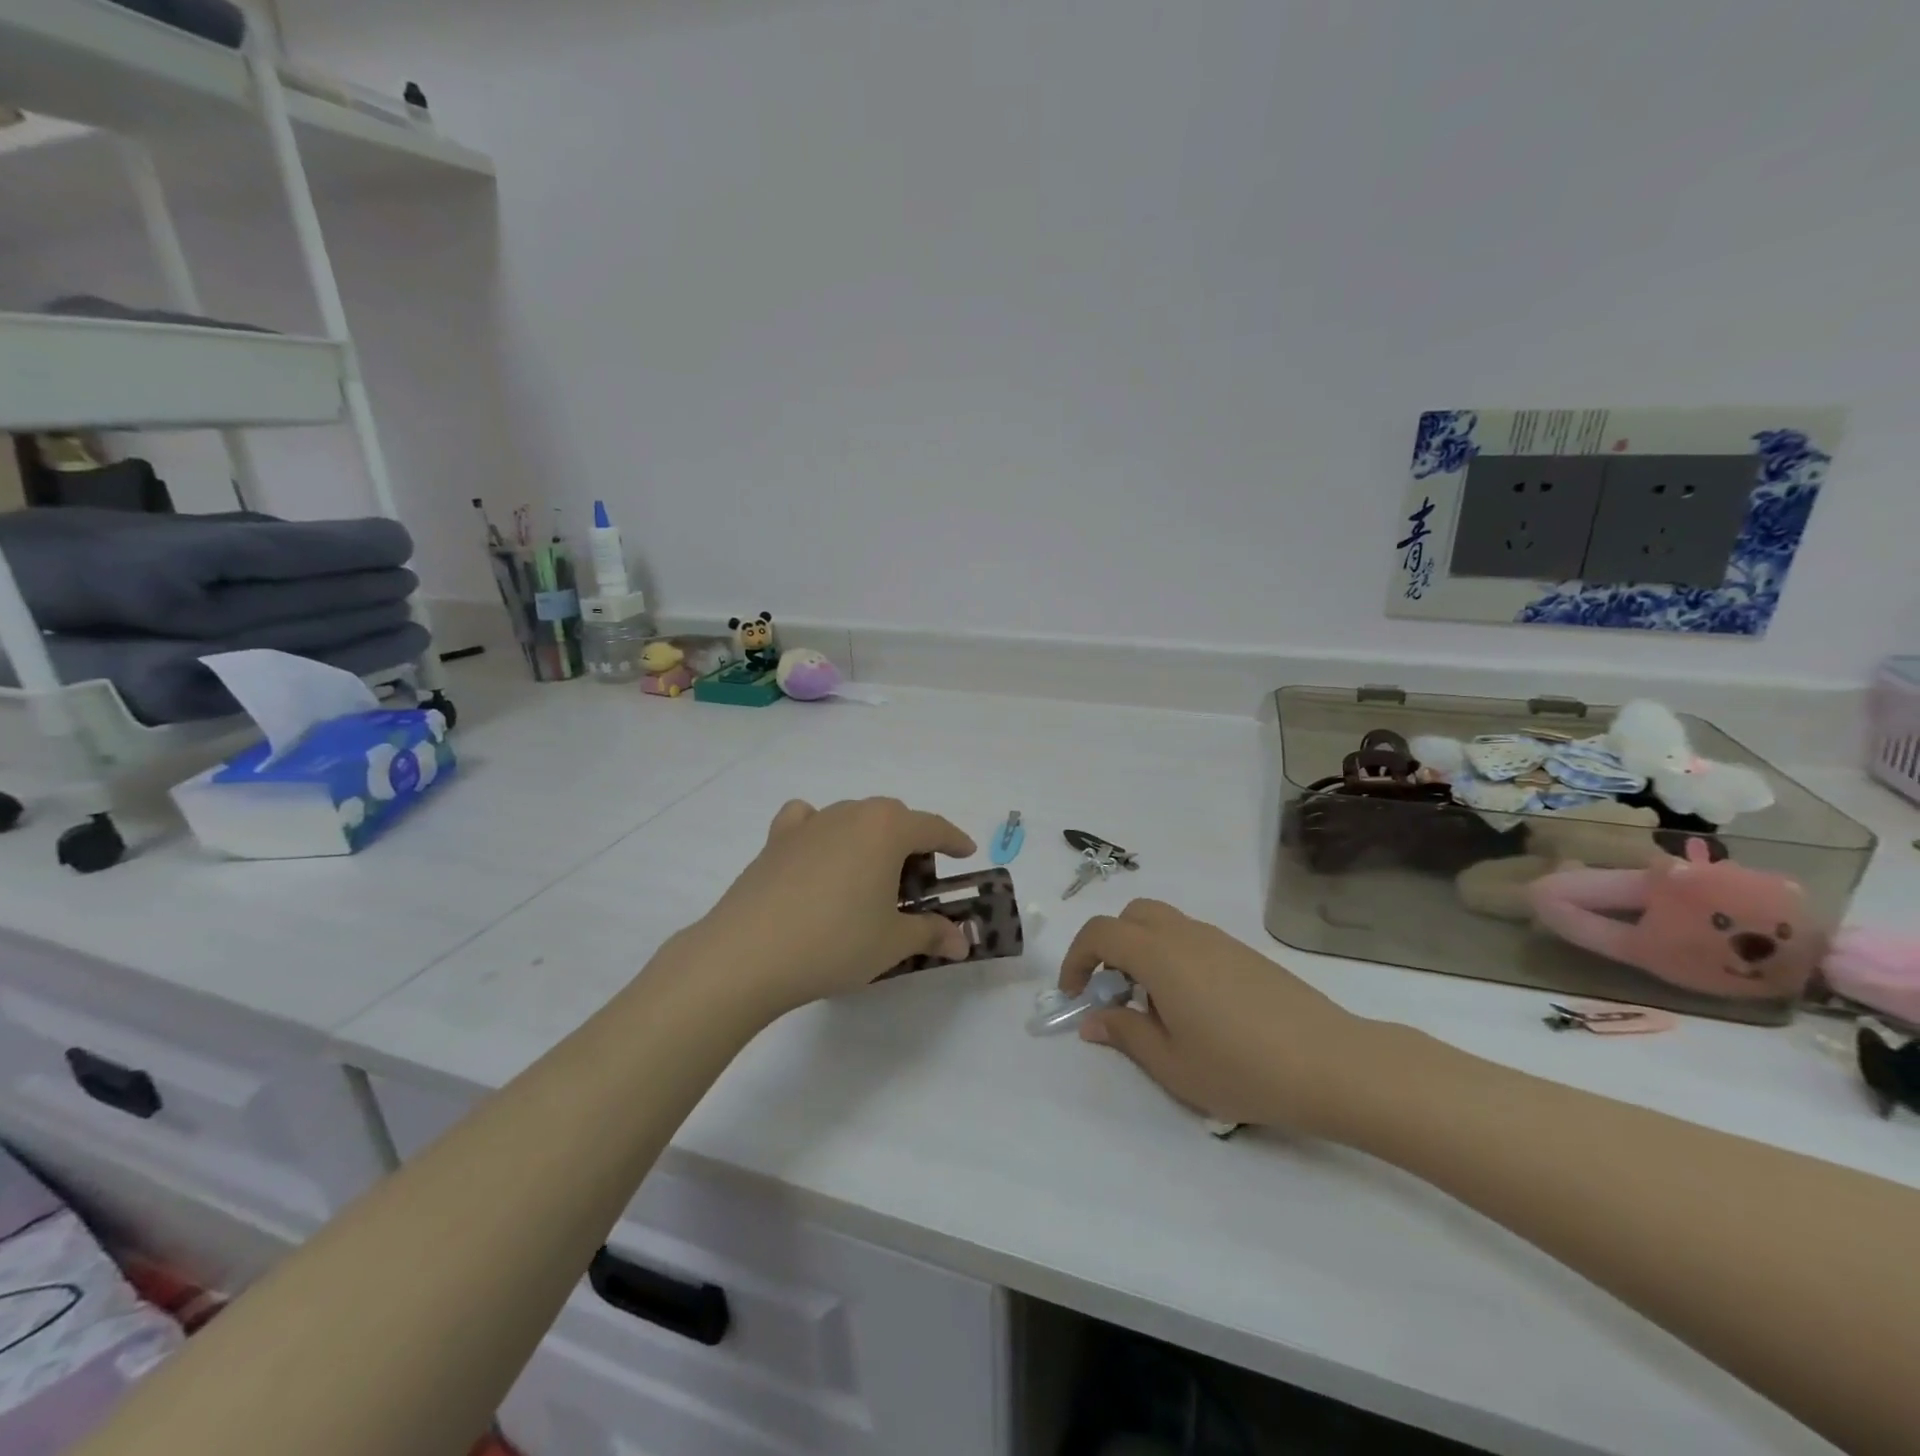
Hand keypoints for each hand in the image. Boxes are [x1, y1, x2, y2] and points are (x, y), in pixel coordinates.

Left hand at [693, 798, 975, 1013]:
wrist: (748, 954)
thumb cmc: (835, 942)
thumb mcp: (892, 943)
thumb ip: (931, 933)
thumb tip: (962, 942)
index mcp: (886, 829)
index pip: (932, 826)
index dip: (954, 840)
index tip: (966, 853)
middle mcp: (849, 814)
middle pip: (893, 817)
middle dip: (911, 843)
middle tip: (915, 885)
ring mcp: (809, 824)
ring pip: (852, 818)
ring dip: (869, 839)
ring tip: (869, 878)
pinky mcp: (775, 841)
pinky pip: (807, 821)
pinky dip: (820, 831)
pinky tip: (818, 857)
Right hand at [1061, 900, 1382, 1137]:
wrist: (1333, 1064)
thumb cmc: (1243, 1068)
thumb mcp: (1172, 1065)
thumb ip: (1125, 1035)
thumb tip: (1093, 1019)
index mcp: (1160, 956)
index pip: (1101, 932)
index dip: (1077, 958)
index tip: (1075, 995)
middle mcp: (1186, 935)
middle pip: (1132, 915)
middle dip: (1110, 946)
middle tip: (1114, 992)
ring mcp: (1220, 940)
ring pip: (1164, 924)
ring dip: (1143, 950)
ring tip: (1155, 1005)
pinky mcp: (1246, 953)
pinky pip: (1193, 938)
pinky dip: (1173, 957)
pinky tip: (1195, 1007)